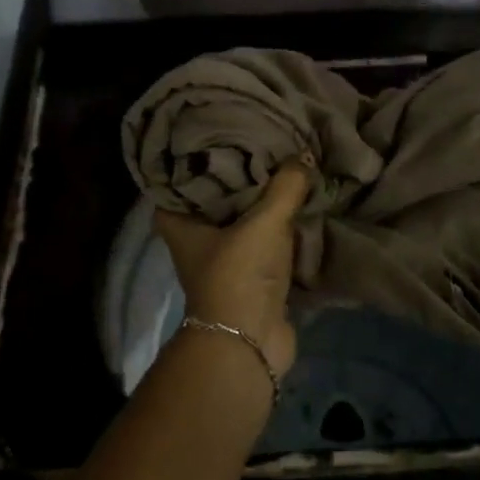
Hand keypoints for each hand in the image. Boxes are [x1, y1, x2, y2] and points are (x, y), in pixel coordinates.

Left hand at [155, 159, 311, 376]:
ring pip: (244, 222)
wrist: (250, 342)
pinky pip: (266, 244)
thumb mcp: (264, 221)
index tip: (218, 137)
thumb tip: (302, 157)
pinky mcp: (252, 278)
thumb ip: (285, 187)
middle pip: (216, 200)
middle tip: (262, 146)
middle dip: (239, 179)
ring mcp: (225, 262)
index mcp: (181, 225)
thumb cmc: (240, 273)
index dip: (194, 161)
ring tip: (286, 168)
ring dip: (263, 205)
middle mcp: (197, 241)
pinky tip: (299, 205)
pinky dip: (280, 231)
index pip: (177, 183)